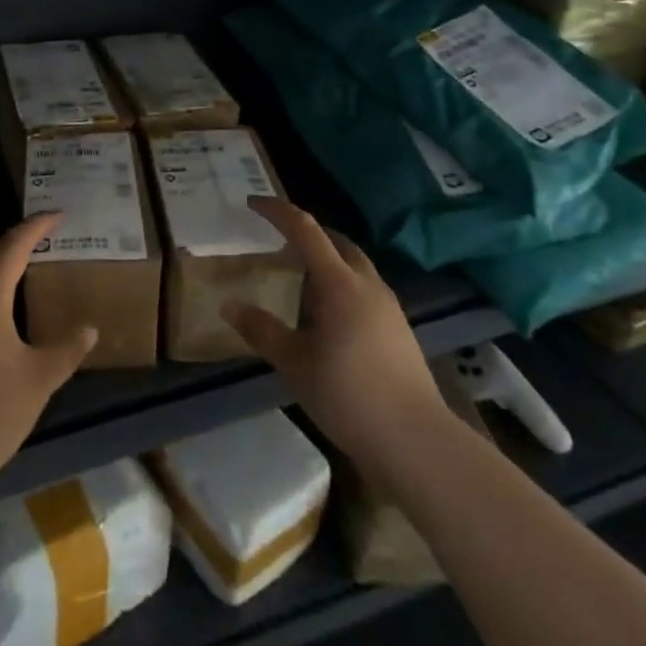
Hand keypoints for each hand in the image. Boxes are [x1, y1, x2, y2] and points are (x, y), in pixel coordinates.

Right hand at [223, 197, 443, 462]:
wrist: (416, 441)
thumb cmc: (349, 396)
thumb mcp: (295, 363)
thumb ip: (262, 331)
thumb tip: (229, 305)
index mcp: (339, 284)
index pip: (305, 230)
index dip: (277, 212)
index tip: (252, 204)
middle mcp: (367, 285)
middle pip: (336, 241)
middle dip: (306, 233)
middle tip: (276, 240)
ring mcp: (388, 307)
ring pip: (353, 265)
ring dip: (326, 259)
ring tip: (298, 277)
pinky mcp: (398, 329)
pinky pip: (364, 289)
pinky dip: (340, 284)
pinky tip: (327, 314)